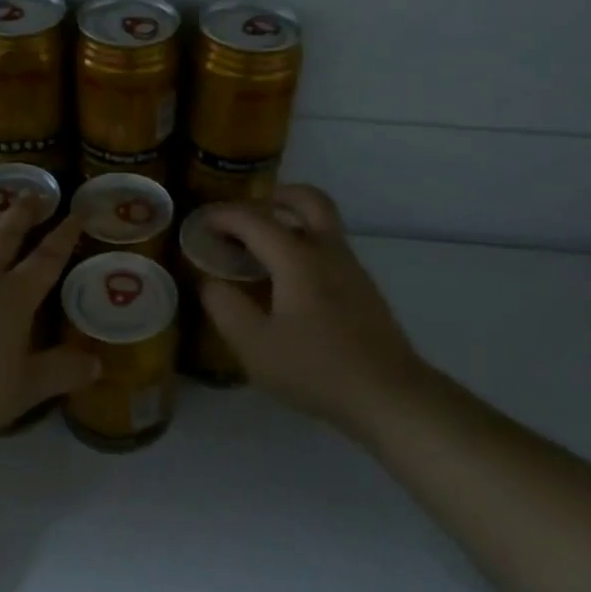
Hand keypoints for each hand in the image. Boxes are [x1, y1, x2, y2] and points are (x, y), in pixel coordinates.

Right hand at [200, 186, 425, 437]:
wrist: (389, 395)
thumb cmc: (317, 369)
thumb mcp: (255, 346)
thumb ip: (225, 308)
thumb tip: (208, 281)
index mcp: (298, 258)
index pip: (254, 220)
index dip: (223, 216)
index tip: (200, 222)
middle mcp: (327, 251)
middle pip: (308, 199)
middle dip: (275, 196)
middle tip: (248, 214)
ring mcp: (351, 268)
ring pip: (323, 223)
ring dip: (292, 221)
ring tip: (262, 249)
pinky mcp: (364, 289)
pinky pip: (330, 249)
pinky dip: (306, 246)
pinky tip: (290, 282)